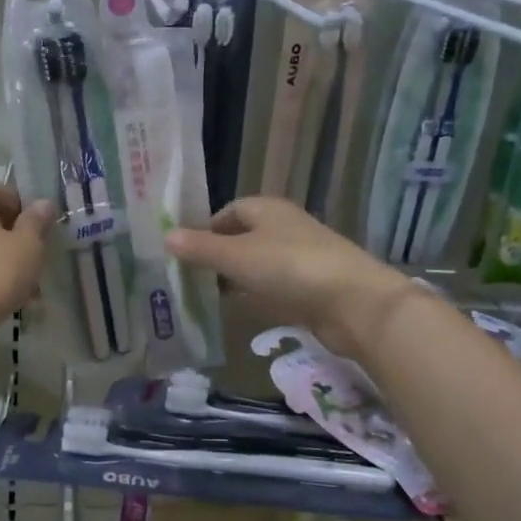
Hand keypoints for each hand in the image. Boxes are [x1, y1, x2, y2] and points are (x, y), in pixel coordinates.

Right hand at [165, 196, 417, 357]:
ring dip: (236, 278)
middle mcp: (284, 228)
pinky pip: (274, 288)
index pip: (230, 211)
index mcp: (267, 210)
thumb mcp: (236, 256)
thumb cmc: (290, 268)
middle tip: (189, 277)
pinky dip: (256, 296)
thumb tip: (166, 235)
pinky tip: (241, 310)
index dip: (207, 228)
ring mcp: (299, 259)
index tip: (185, 251)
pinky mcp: (310, 288)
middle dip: (218, 255)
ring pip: (258, 265)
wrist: (354, 303)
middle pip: (243, 238)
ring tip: (206, 296)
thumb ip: (201, 249)